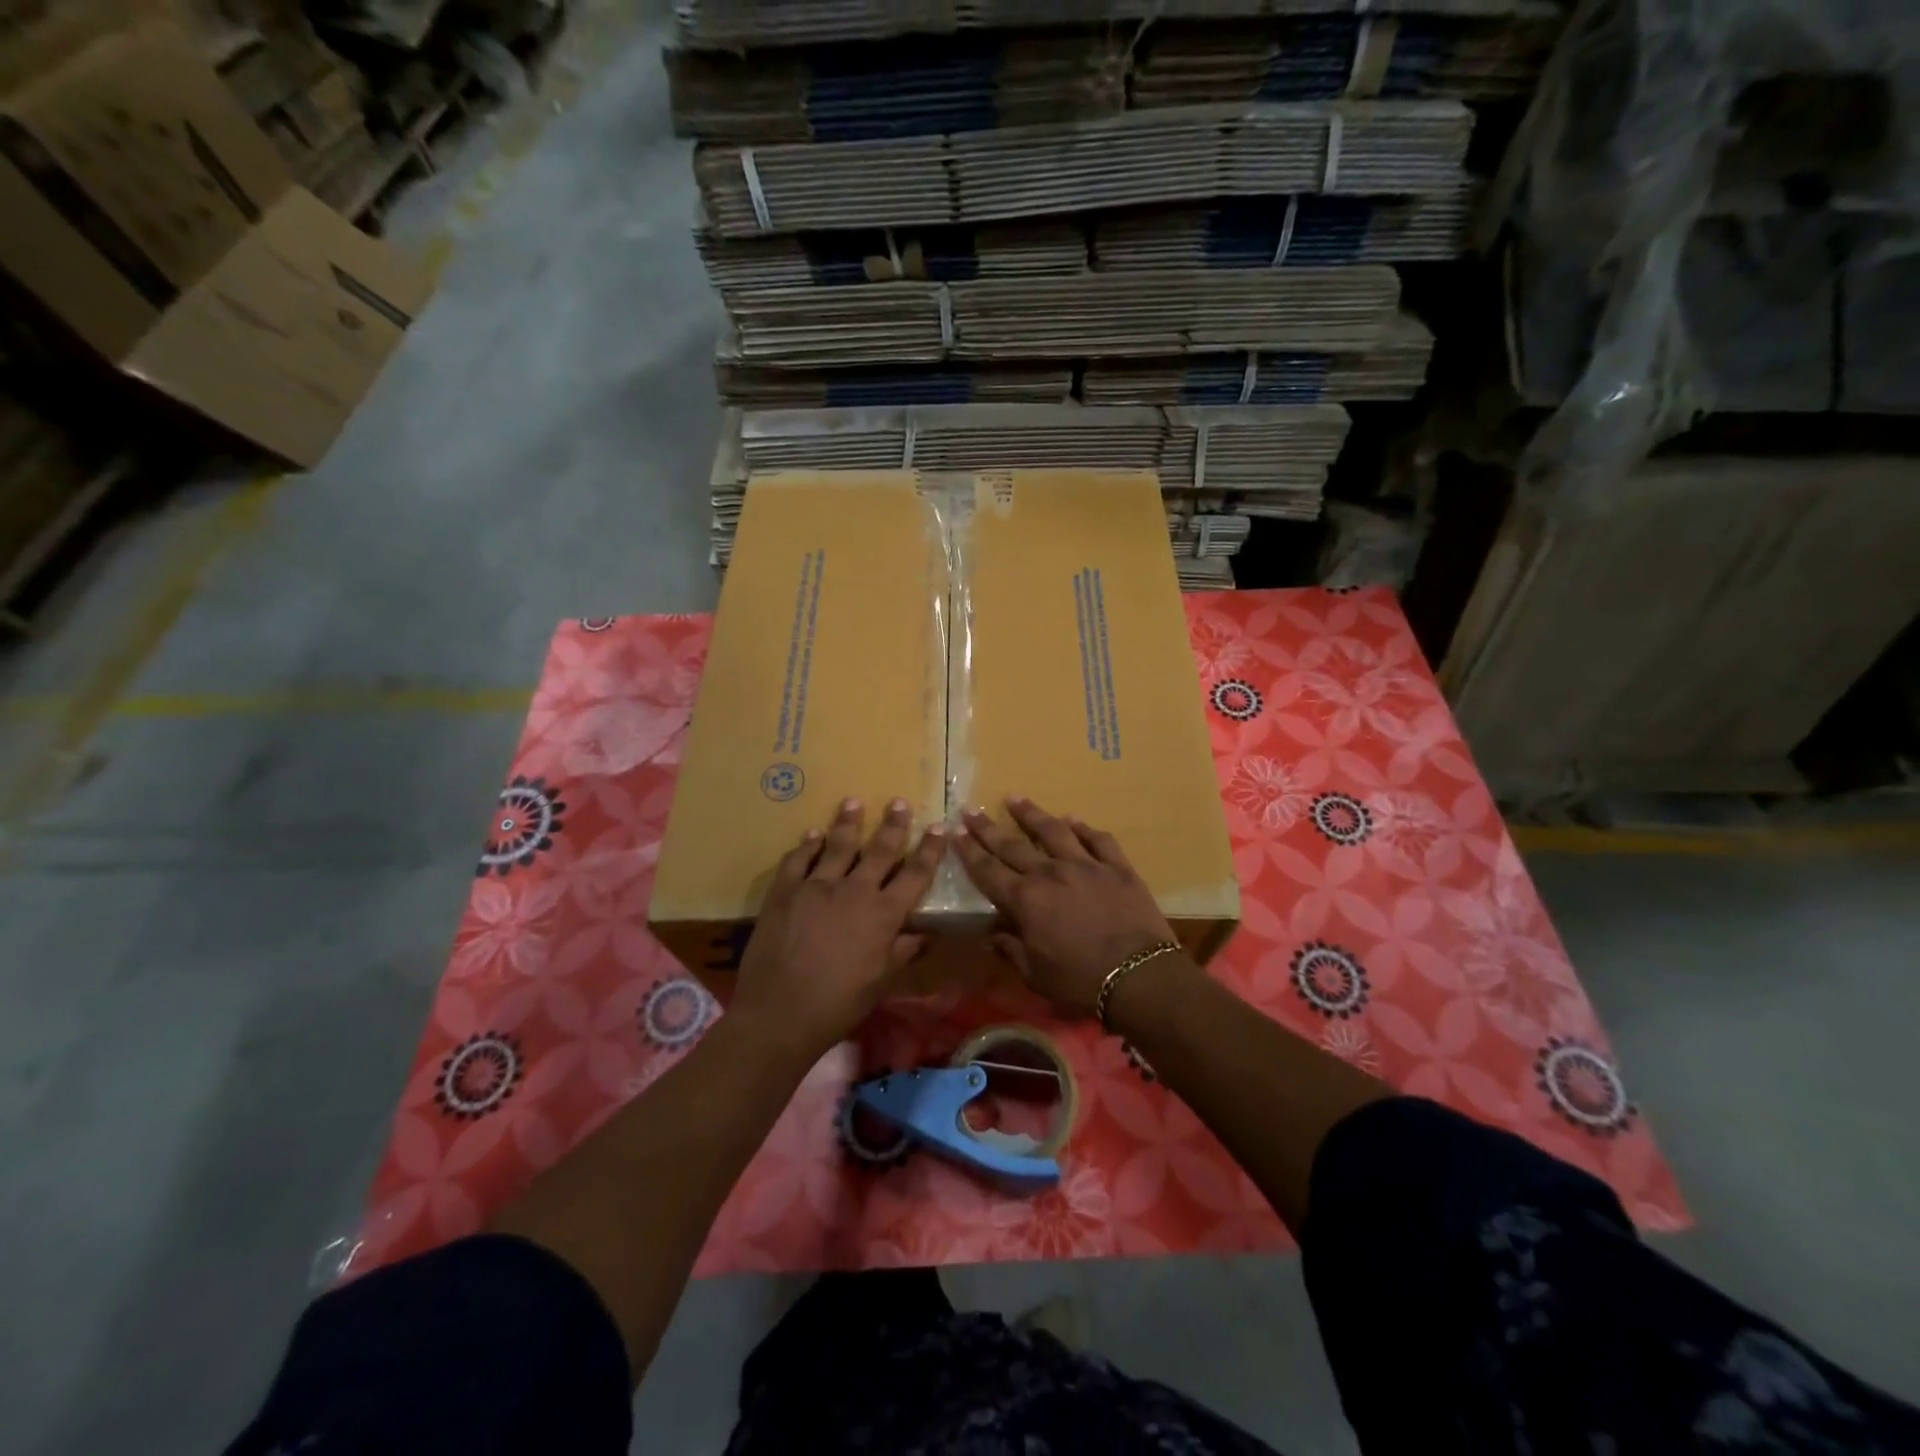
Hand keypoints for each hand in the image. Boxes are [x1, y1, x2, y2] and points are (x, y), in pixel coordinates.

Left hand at [731, 797, 946, 1062]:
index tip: (939, 827)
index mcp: (883, 914)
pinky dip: (807, 845)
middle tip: (899, 802)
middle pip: (879, 850)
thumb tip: (925, 934)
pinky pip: (798, 860)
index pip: (915, 874)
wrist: (780, 1013)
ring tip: (853, 802)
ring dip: (848, 823)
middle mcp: (854, 891)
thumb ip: (902, 952)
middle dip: (893, 825)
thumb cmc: (839, 1004)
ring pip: (837, 846)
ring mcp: (816, 887)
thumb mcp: (881, 982)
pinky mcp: (784, 892)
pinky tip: (812, 834)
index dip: (929, 850)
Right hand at [956, 796, 1179, 1017]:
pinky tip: (1073, 819)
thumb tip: (991, 934)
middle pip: (1013, 844)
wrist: (1139, 977)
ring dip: (1031, 813)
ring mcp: (1086, 865)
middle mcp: (1050, 873)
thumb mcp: (1035, 975)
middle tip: (972, 809)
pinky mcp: (1117, 868)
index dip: (969, 851)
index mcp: (1026, 900)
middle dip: (988, 828)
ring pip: (1053, 831)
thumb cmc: (1080, 982)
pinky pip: (1097, 840)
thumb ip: (1010, 949)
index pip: (988, 870)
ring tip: (1015, 797)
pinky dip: (1083, 828)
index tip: (956, 831)